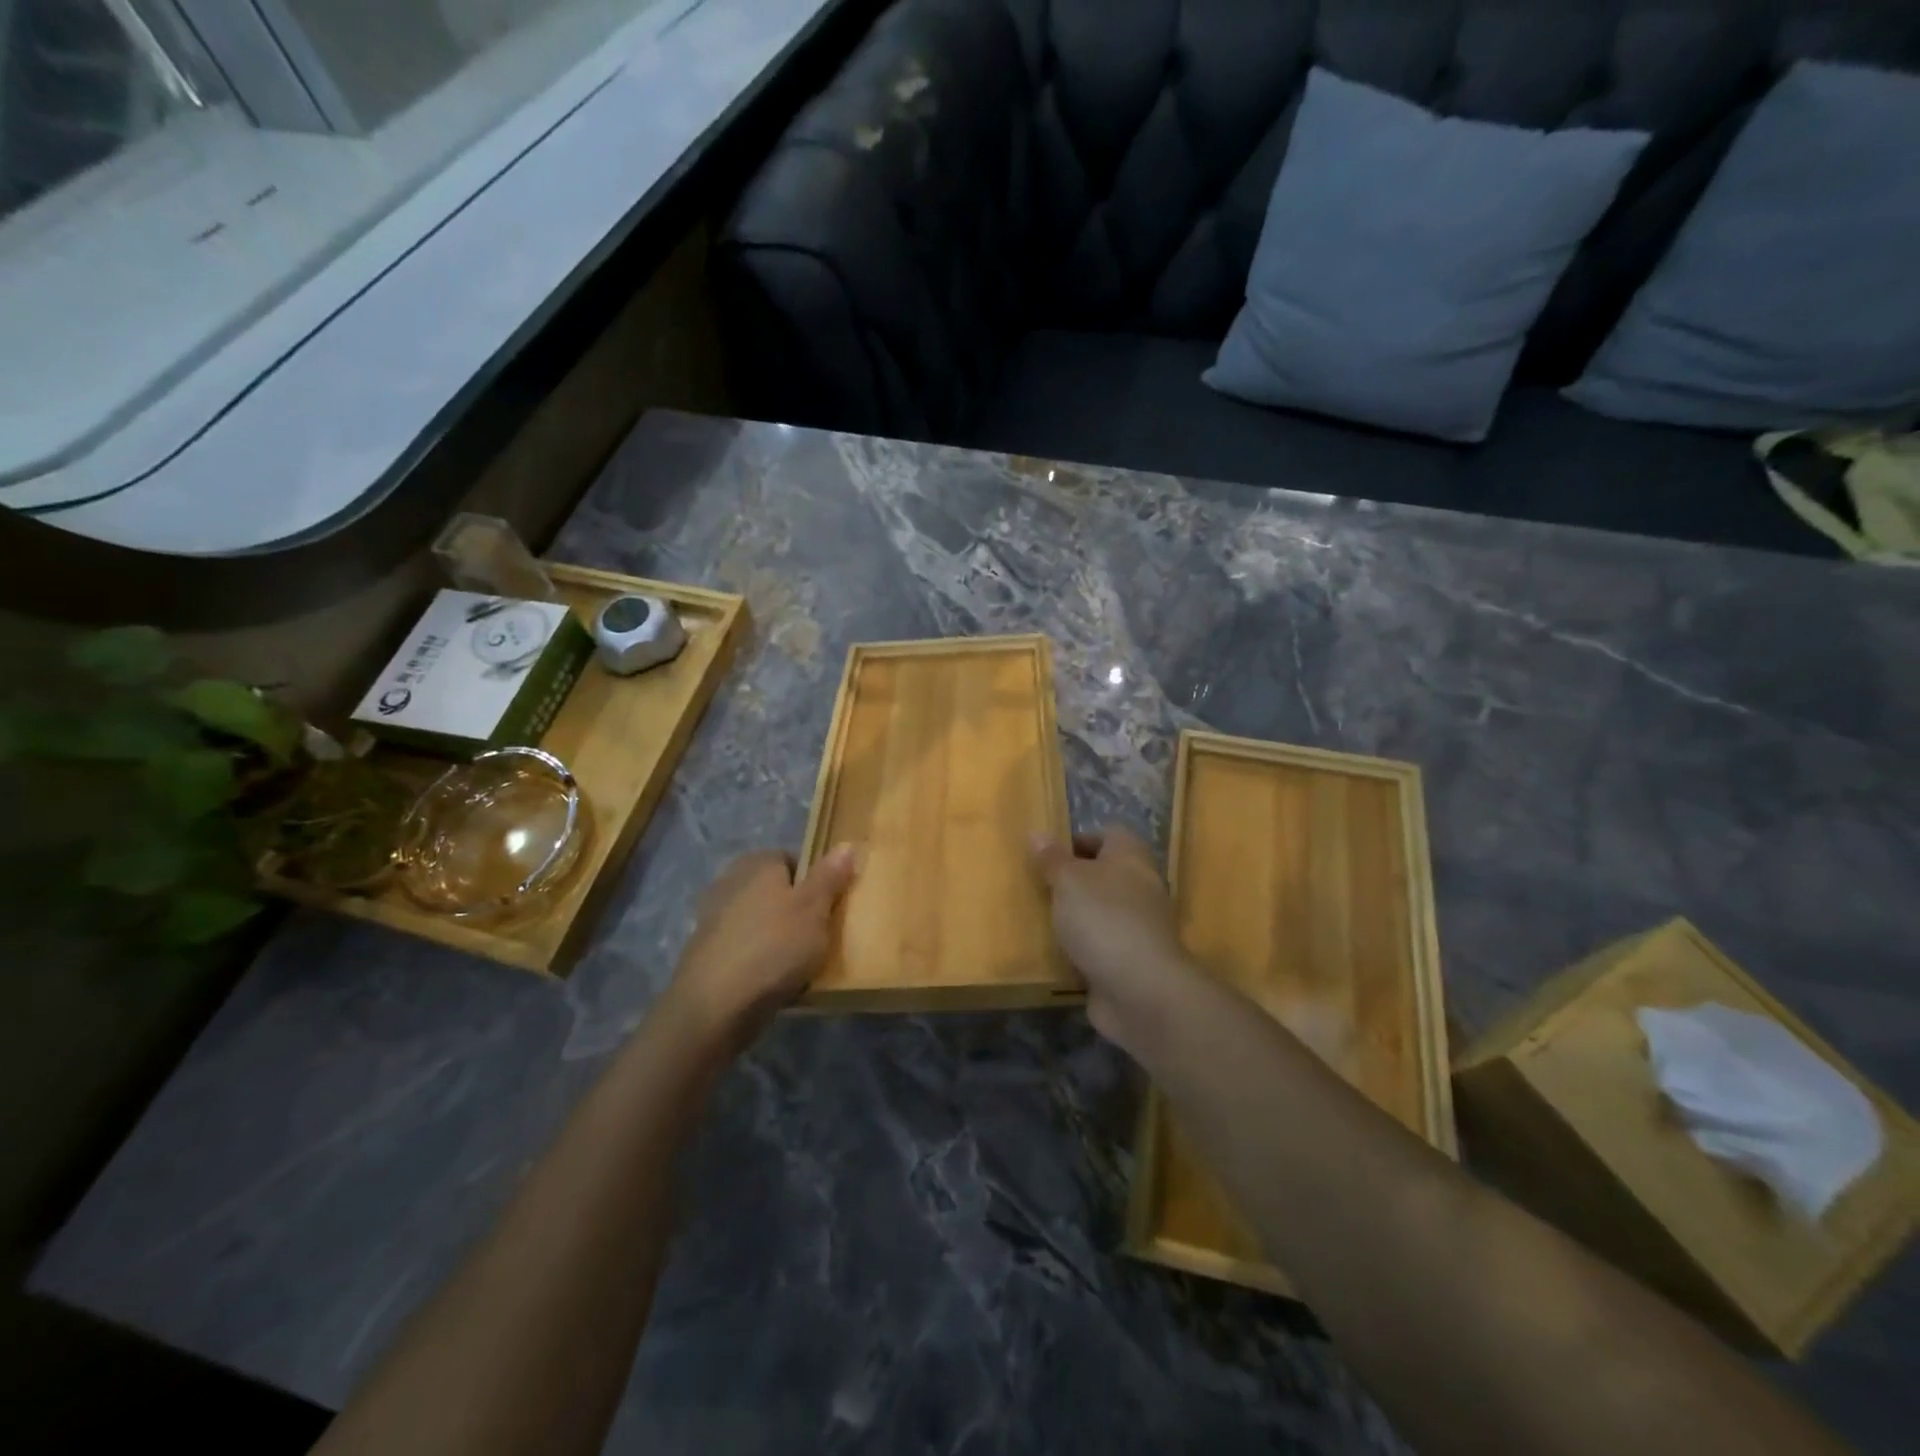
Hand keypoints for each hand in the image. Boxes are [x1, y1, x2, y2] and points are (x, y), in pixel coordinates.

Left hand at [668, 845, 856, 1045]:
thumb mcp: (814, 908)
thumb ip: (830, 876)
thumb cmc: (774, 946)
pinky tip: (773, 981)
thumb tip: (845, 844)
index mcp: (757, 863)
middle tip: (821, 935)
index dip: (815, 881)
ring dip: (777, 937)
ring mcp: (713, 919)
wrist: (715, 1006)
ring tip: (801, 963)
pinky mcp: (706, 953)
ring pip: (760, 921)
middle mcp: (730, 882)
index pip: (792, 860)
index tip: (831, 907)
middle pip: (775, 891)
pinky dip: (759, 959)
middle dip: (796, 910)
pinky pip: (745, 948)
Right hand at [1029, 826, 1190, 1051]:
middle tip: (1038, 887)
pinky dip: (1082, 949)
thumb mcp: (1068, 881)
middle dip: (1072, 881)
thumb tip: (1038, 833)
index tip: (1048, 854)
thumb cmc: (1103, 919)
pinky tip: (1056, 955)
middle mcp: (1140, 887)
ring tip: (1040, 920)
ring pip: (1101, 912)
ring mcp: (1138, 927)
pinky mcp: (1131, 961)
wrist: (1141, 990)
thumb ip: (1052, 859)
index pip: (1109, 834)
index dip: (1079, 839)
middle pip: (1104, 874)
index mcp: (1131, 857)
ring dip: (1076, 917)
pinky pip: (1101, 946)